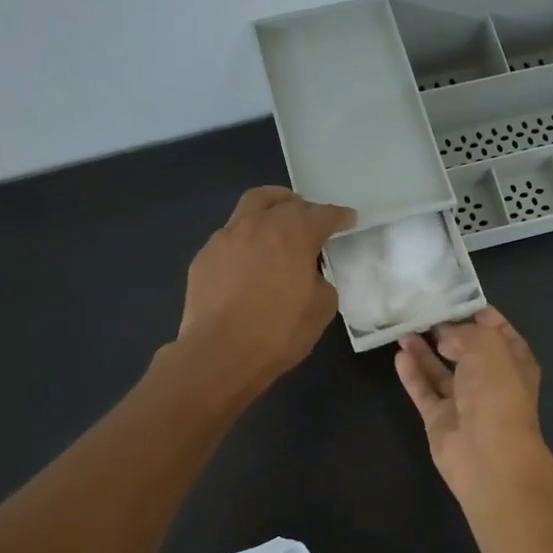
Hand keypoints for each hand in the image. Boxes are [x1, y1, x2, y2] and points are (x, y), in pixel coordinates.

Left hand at [176, 187, 355, 394]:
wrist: (220, 353)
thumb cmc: (278, 331)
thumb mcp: (321, 309)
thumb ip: (321, 283)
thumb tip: (310, 276)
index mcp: (293, 234)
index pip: (322, 214)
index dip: (338, 216)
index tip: (348, 219)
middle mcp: (258, 225)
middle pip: (280, 199)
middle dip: (299, 205)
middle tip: (309, 220)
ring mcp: (225, 238)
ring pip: (248, 209)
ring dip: (267, 214)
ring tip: (276, 232)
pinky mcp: (204, 257)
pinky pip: (230, 238)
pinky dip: (245, 242)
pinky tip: (248, 263)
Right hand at [395, 307, 548, 499]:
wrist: (488, 454)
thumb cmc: (496, 392)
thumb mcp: (486, 346)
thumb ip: (464, 333)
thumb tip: (445, 335)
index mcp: (514, 361)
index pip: (498, 331)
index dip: (479, 314)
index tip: (453, 296)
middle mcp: (491, 380)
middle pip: (467, 350)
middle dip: (447, 331)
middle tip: (421, 310)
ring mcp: (465, 402)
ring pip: (442, 371)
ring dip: (425, 351)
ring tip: (404, 329)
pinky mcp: (440, 420)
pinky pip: (425, 391)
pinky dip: (413, 374)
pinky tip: (400, 355)